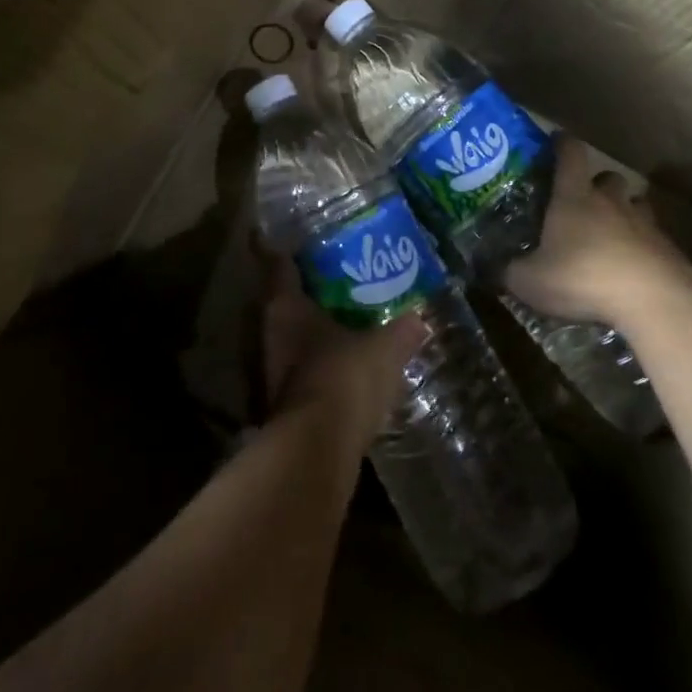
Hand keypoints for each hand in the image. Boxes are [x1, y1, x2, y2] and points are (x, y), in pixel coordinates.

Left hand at [259, 246, 425, 450]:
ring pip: (292, 339)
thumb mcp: (384, 348)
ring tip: (348, 322)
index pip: (279, 266)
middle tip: (340, 280)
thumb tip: (421, 318)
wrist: (319, 451)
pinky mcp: (285, 405)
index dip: (290, 252)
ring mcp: (273, 371)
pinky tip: (346, 365)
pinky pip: (304, 371)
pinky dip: (321, 365)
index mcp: (285, 307)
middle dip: (310, 294)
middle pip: (286, 303)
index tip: (304, 241)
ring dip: (314, 332)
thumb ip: (402, 331)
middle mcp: (271, 333)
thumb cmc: (345, 376)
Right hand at [505, 135, 691, 327]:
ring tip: (612, 234)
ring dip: (624, 213)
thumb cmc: (582, 276)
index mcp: (574, 196)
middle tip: (583, 202)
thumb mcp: (531, 281)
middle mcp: (610, 201)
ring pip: (635, 205)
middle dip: (597, 184)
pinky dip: (643, 247)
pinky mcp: (667, 249)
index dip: (562, 144)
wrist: (651, 299)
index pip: (570, 154)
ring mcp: (644, 223)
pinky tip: (633, 268)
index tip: (555, 141)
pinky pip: (653, 238)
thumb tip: (495, 271)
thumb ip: (510, 273)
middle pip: (608, 177)